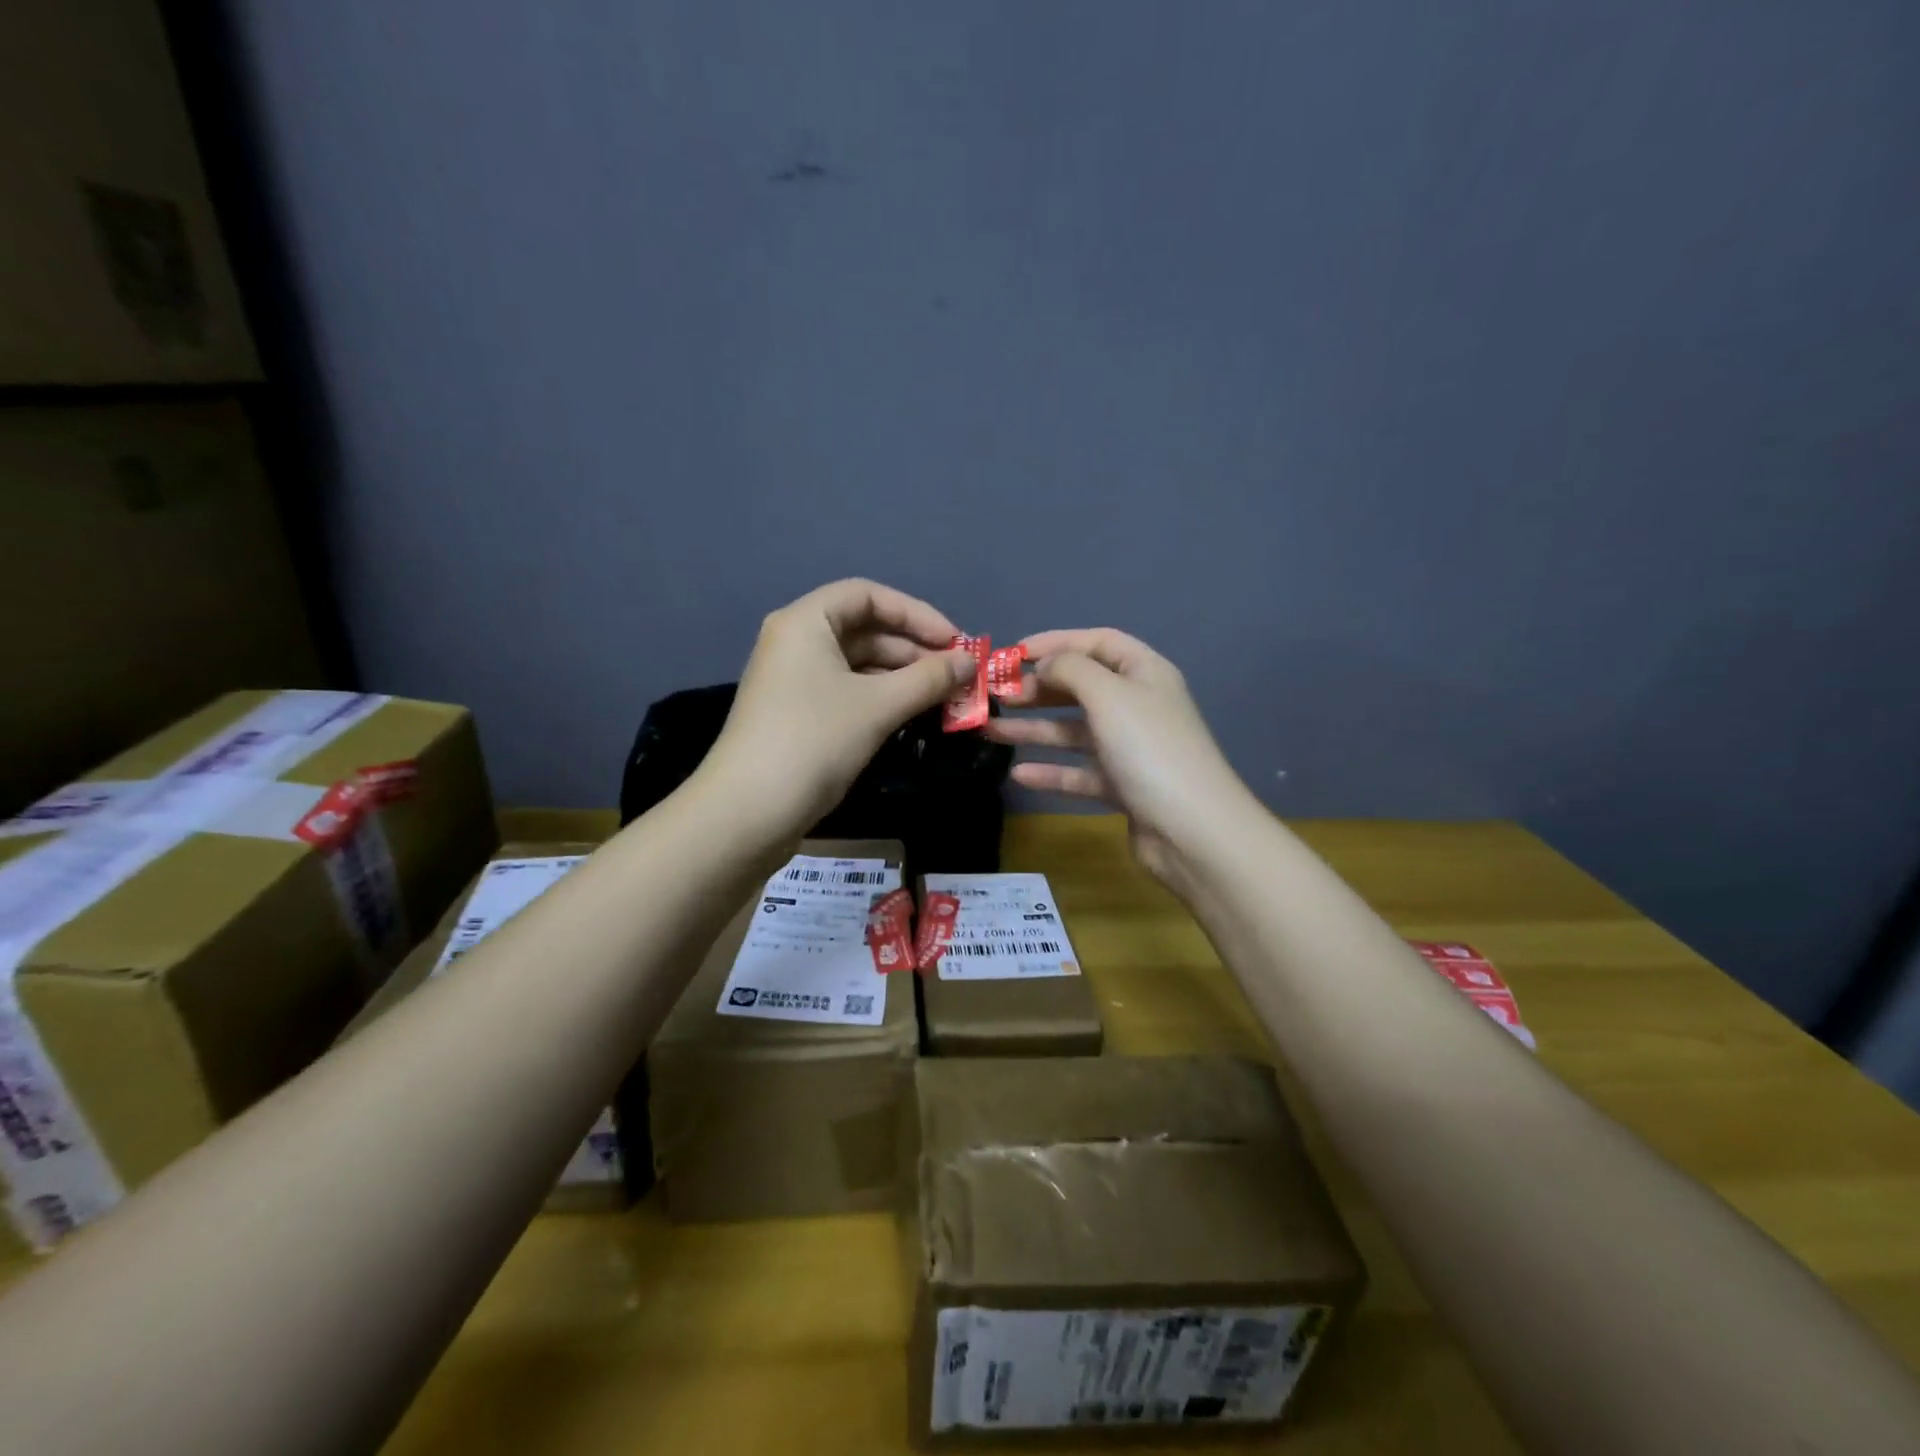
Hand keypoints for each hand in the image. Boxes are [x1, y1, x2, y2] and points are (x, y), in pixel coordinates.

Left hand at [701, 579, 974, 834]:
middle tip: (957, 677)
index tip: (954, 641)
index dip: (916, 613)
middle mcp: (796, 643)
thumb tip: (970, 661)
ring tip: (944, 700)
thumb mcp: (878, 705)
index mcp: (806, 622)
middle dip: (914, 651)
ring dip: (902, 678)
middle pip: (865, 630)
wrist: (749, 812)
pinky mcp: (798, 716)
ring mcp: (794, 681)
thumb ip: (929, 679)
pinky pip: (848, 693)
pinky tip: (912, 717)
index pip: (868, 595)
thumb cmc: (814, 741)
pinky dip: (881, 699)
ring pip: (858, 666)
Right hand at [987, 629, 1256, 884]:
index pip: (1097, 642)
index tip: (1013, 654)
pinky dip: (1051, 771)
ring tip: (990, 730)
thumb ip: (1070, 669)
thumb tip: (1044, 664)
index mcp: (1144, 673)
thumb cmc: (1149, 749)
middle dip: (1038, 689)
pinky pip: (1080, 772)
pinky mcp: (1123, 786)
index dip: (1055, 642)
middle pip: (1081, 687)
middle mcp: (1138, 706)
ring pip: (1074, 731)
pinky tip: (1019, 773)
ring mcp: (1131, 748)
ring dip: (1034, 729)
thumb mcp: (1108, 695)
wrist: (1192, 830)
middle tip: (996, 696)